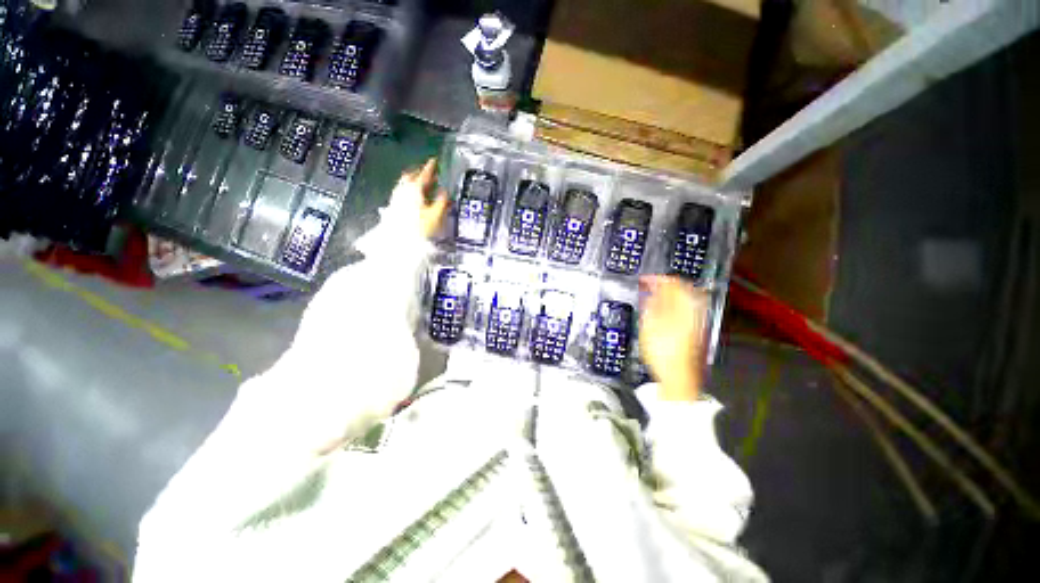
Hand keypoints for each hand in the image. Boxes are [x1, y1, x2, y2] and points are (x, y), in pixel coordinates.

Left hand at [393, 158, 448, 238]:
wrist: (400, 241)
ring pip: (406, 183)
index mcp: (415, 188)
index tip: (435, 160)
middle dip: (420, 173)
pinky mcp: (394, 206)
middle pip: (412, 176)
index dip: (431, 167)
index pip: (424, 174)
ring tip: (423, 185)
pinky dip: (410, 190)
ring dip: (414, 181)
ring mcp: (397, 197)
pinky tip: (414, 197)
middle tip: (429, 173)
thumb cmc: (420, 227)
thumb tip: (445, 191)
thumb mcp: (436, 215)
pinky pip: (402, 192)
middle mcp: (404, 189)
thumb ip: (442, 201)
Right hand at [638, 276, 710, 401]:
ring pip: (684, 301)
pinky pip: (685, 311)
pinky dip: (673, 306)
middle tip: (651, 285)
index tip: (645, 279)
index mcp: (685, 309)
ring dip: (669, 295)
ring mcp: (695, 324)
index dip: (657, 279)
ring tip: (655, 296)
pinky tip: (663, 312)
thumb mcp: (651, 325)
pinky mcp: (693, 333)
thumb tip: (653, 290)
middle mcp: (694, 313)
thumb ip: (653, 304)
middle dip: (665, 285)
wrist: (678, 379)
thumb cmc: (664, 354)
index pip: (673, 283)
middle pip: (683, 290)